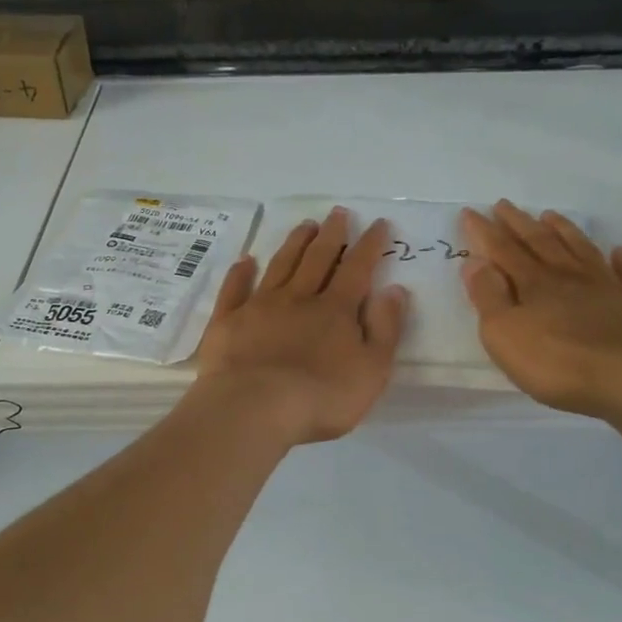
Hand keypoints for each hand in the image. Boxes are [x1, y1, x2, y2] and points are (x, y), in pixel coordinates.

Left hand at [196, 207, 409, 444]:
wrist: (254, 408)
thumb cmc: (321, 396)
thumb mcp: (372, 370)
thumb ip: (385, 328)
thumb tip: (394, 290)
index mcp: (336, 310)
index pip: (358, 269)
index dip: (370, 245)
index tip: (378, 223)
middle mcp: (298, 298)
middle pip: (317, 259)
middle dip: (331, 235)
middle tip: (338, 212)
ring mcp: (259, 307)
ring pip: (280, 266)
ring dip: (294, 244)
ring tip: (305, 225)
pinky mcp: (227, 322)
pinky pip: (234, 290)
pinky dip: (240, 273)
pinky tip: (245, 261)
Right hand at [460, 201, 621, 421]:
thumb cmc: (557, 362)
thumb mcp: (504, 334)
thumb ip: (488, 297)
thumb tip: (475, 262)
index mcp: (534, 283)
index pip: (503, 250)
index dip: (484, 231)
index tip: (470, 212)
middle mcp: (568, 276)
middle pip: (540, 242)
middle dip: (519, 223)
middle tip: (504, 205)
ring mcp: (607, 287)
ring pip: (581, 249)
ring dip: (564, 230)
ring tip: (551, 215)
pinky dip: (621, 260)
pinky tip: (619, 252)